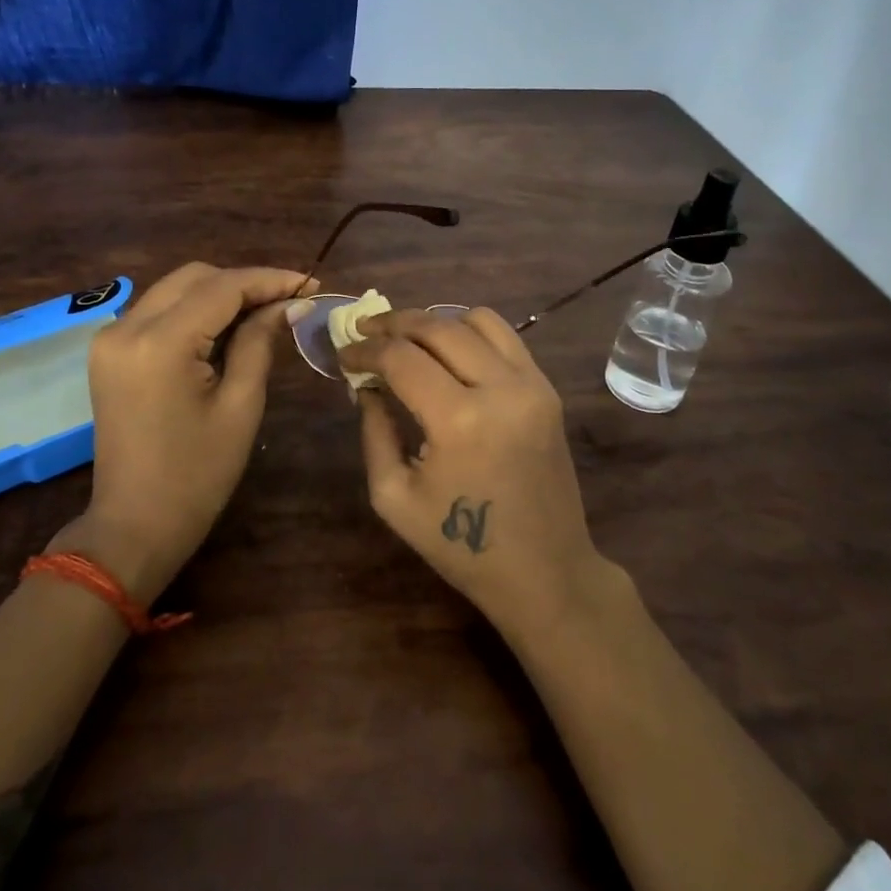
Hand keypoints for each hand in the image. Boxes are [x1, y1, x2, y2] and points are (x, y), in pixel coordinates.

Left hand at [53, 264, 314, 601]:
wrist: (134, 525)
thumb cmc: (197, 476)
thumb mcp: (240, 406)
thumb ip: (260, 342)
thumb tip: (291, 304)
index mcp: (160, 343)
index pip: (222, 288)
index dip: (270, 280)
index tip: (310, 284)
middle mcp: (126, 327)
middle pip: (195, 277)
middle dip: (245, 282)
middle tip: (290, 301)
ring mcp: (111, 338)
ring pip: (175, 288)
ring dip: (220, 292)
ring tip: (266, 311)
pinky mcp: (109, 351)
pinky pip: (159, 311)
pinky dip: (195, 310)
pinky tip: (228, 326)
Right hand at [336, 308, 615, 639]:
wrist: (544, 571)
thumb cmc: (461, 547)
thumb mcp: (394, 497)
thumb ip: (374, 431)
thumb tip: (366, 385)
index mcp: (458, 421)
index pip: (401, 358)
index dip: (365, 349)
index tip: (344, 354)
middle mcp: (499, 389)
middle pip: (437, 327)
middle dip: (393, 323)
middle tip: (365, 331)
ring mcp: (531, 384)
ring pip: (476, 319)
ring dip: (434, 321)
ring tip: (408, 339)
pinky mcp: (547, 389)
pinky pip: (506, 337)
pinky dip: (470, 332)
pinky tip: (448, 351)